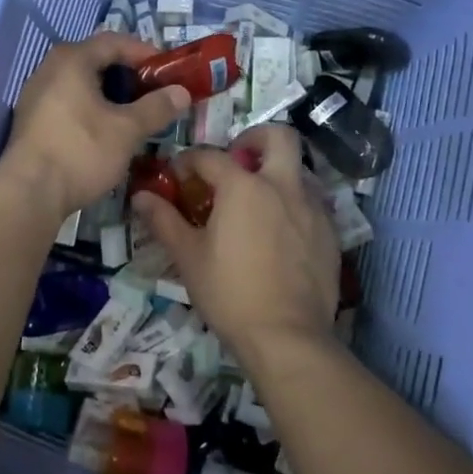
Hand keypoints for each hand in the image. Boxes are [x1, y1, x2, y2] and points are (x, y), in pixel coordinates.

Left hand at [0, 32, 188, 215]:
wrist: (29, 193)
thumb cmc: (81, 151)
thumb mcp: (127, 130)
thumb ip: (156, 107)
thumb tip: (181, 92)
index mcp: (72, 60)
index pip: (114, 41)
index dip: (144, 52)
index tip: (169, 70)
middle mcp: (49, 69)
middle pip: (96, 60)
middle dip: (128, 74)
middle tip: (154, 92)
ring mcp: (36, 95)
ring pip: (82, 84)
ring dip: (110, 94)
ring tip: (135, 113)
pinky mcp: (32, 121)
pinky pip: (68, 102)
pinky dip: (91, 108)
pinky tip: (106, 131)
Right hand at [132, 126, 338, 365]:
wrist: (287, 336)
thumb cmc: (229, 293)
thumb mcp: (188, 256)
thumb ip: (164, 220)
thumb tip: (141, 197)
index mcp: (243, 186)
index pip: (210, 156)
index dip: (188, 161)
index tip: (178, 176)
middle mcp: (282, 186)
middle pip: (278, 137)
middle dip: (255, 138)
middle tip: (238, 159)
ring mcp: (312, 208)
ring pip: (299, 170)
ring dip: (276, 173)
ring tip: (256, 203)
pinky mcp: (331, 233)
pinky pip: (311, 203)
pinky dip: (293, 204)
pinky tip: (279, 233)